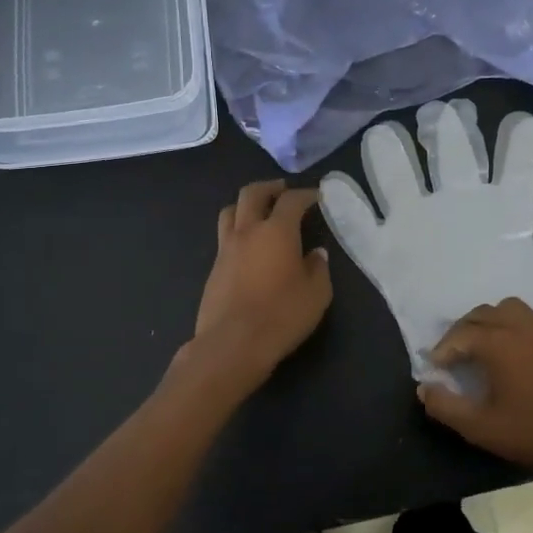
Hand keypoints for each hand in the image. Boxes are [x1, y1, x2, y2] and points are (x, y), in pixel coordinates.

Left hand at [190, 181, 332, 380]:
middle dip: (269, 188)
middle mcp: (248, 231)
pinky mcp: (214, 269)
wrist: (232, 344)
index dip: (306, 194)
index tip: (316, 196)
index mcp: (276, 231)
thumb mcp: (317, 294)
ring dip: (246, 205)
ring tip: (259, 212)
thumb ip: (318, 268)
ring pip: (231, 212)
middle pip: (252, 194)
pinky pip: (225, 237)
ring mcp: (226, 249)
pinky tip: (248, 247)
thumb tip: (315, 254)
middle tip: (282, 190)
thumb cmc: (282, 315)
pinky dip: (238, 232)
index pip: (291, 200)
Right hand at [318, 99, 532, 377]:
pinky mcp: (389, 260)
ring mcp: (421, 231)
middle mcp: (461, 212)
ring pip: (401, 182)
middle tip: (445, 116)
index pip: (516, 170)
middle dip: (449, 135)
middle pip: (452, 159)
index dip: (521, 146)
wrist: (513, 386)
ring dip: (392, 158)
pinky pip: (363, 233)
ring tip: (385, 137)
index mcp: (506, 216)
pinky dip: (349, 211)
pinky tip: (336, 186)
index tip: (523, 125)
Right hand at [417, 297, 532, 475]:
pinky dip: (516, 328)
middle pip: (483, 313)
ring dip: (491, 321)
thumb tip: (424, 388)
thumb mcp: (480, 427)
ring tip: (485, 344)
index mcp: (498, 342)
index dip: (443, 349)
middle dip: (463, 330)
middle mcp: (521, 326)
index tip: (436, 365)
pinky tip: (517, 353)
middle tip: (455, 353)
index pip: (461, 335)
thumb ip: (446, 406)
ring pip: (510, 309)